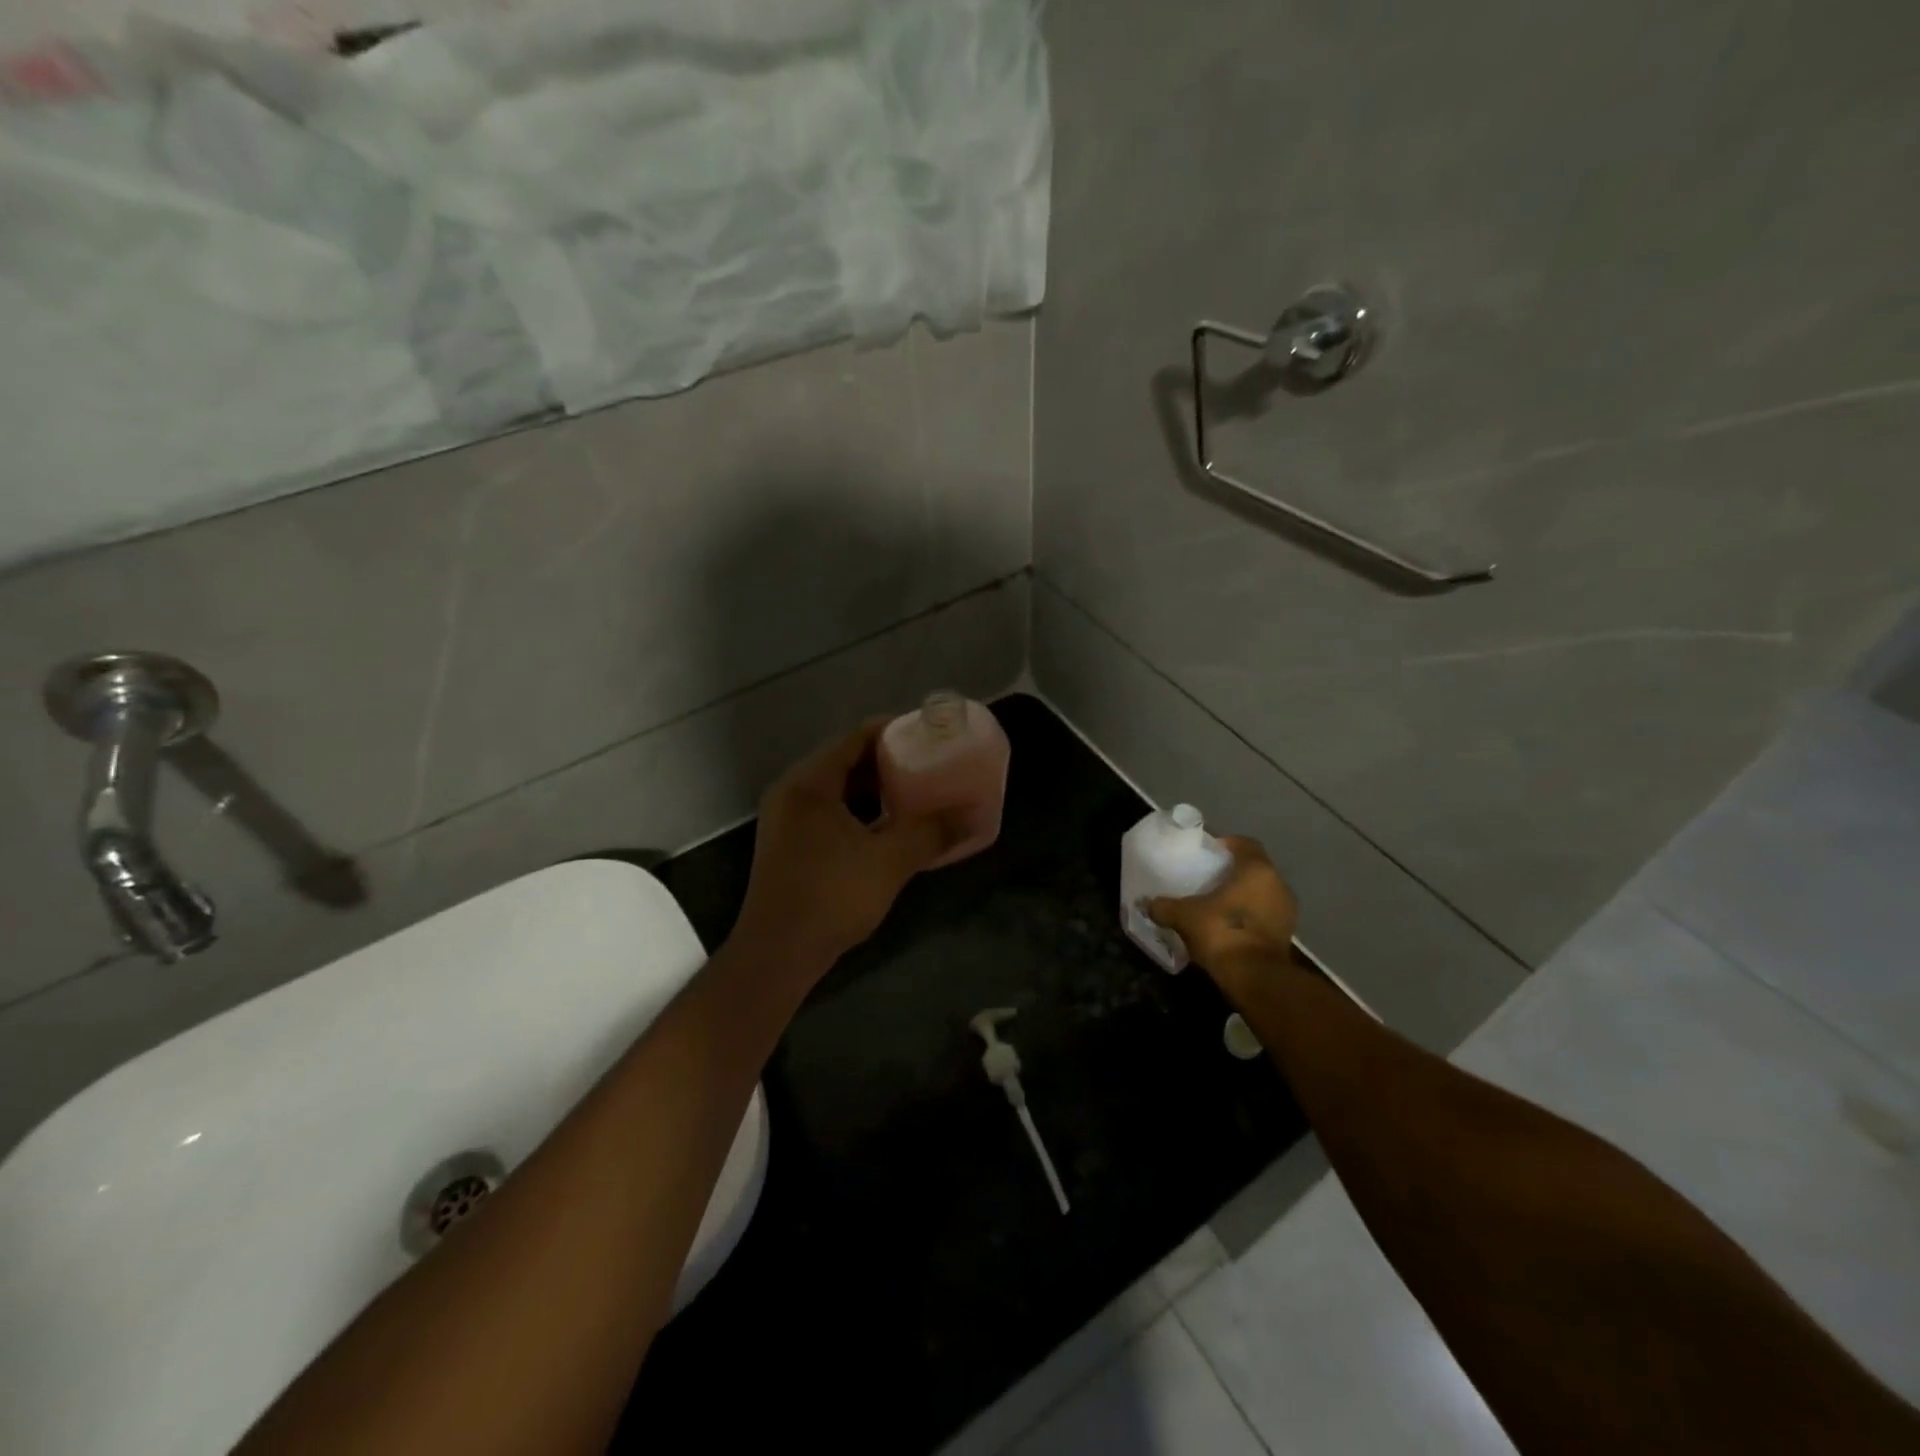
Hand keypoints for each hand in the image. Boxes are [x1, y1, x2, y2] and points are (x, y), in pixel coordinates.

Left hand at [734, 719, 958, 971]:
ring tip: (913, 793)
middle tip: (927, 764)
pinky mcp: (788, 844)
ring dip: (872, 788)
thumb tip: (974, 816)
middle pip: (844, 760)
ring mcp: (785, 819)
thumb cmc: (831, 896)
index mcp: (810, 783)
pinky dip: (857, 811)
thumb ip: (932, 833)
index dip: (893, 731)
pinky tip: (886, 827)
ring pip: (836, 789)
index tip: (928, 734)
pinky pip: (828, 812)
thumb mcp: (890, 861)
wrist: (777, 954)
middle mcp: (792, 792)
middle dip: (887, 760)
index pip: (855, 738)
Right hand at [1149, 836, 1298, 980]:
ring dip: (1243, 895)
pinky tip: (1228, 925)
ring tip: (1217, 903)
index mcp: (1257, 870)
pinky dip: (1249, 916)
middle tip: (1209, 878)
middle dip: (1234, 872)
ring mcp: (1286, 912)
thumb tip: (1147, 903)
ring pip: (1262, 893)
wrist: (1255, 978)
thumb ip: (1165, 906)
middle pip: (1255, 869)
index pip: (1246, 844)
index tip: (1209, 851)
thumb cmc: (1222, 932)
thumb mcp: (1184, 916)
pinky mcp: (1286, 935)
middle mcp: (1278, 885)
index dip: (1227, 843)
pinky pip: (1265, 915)